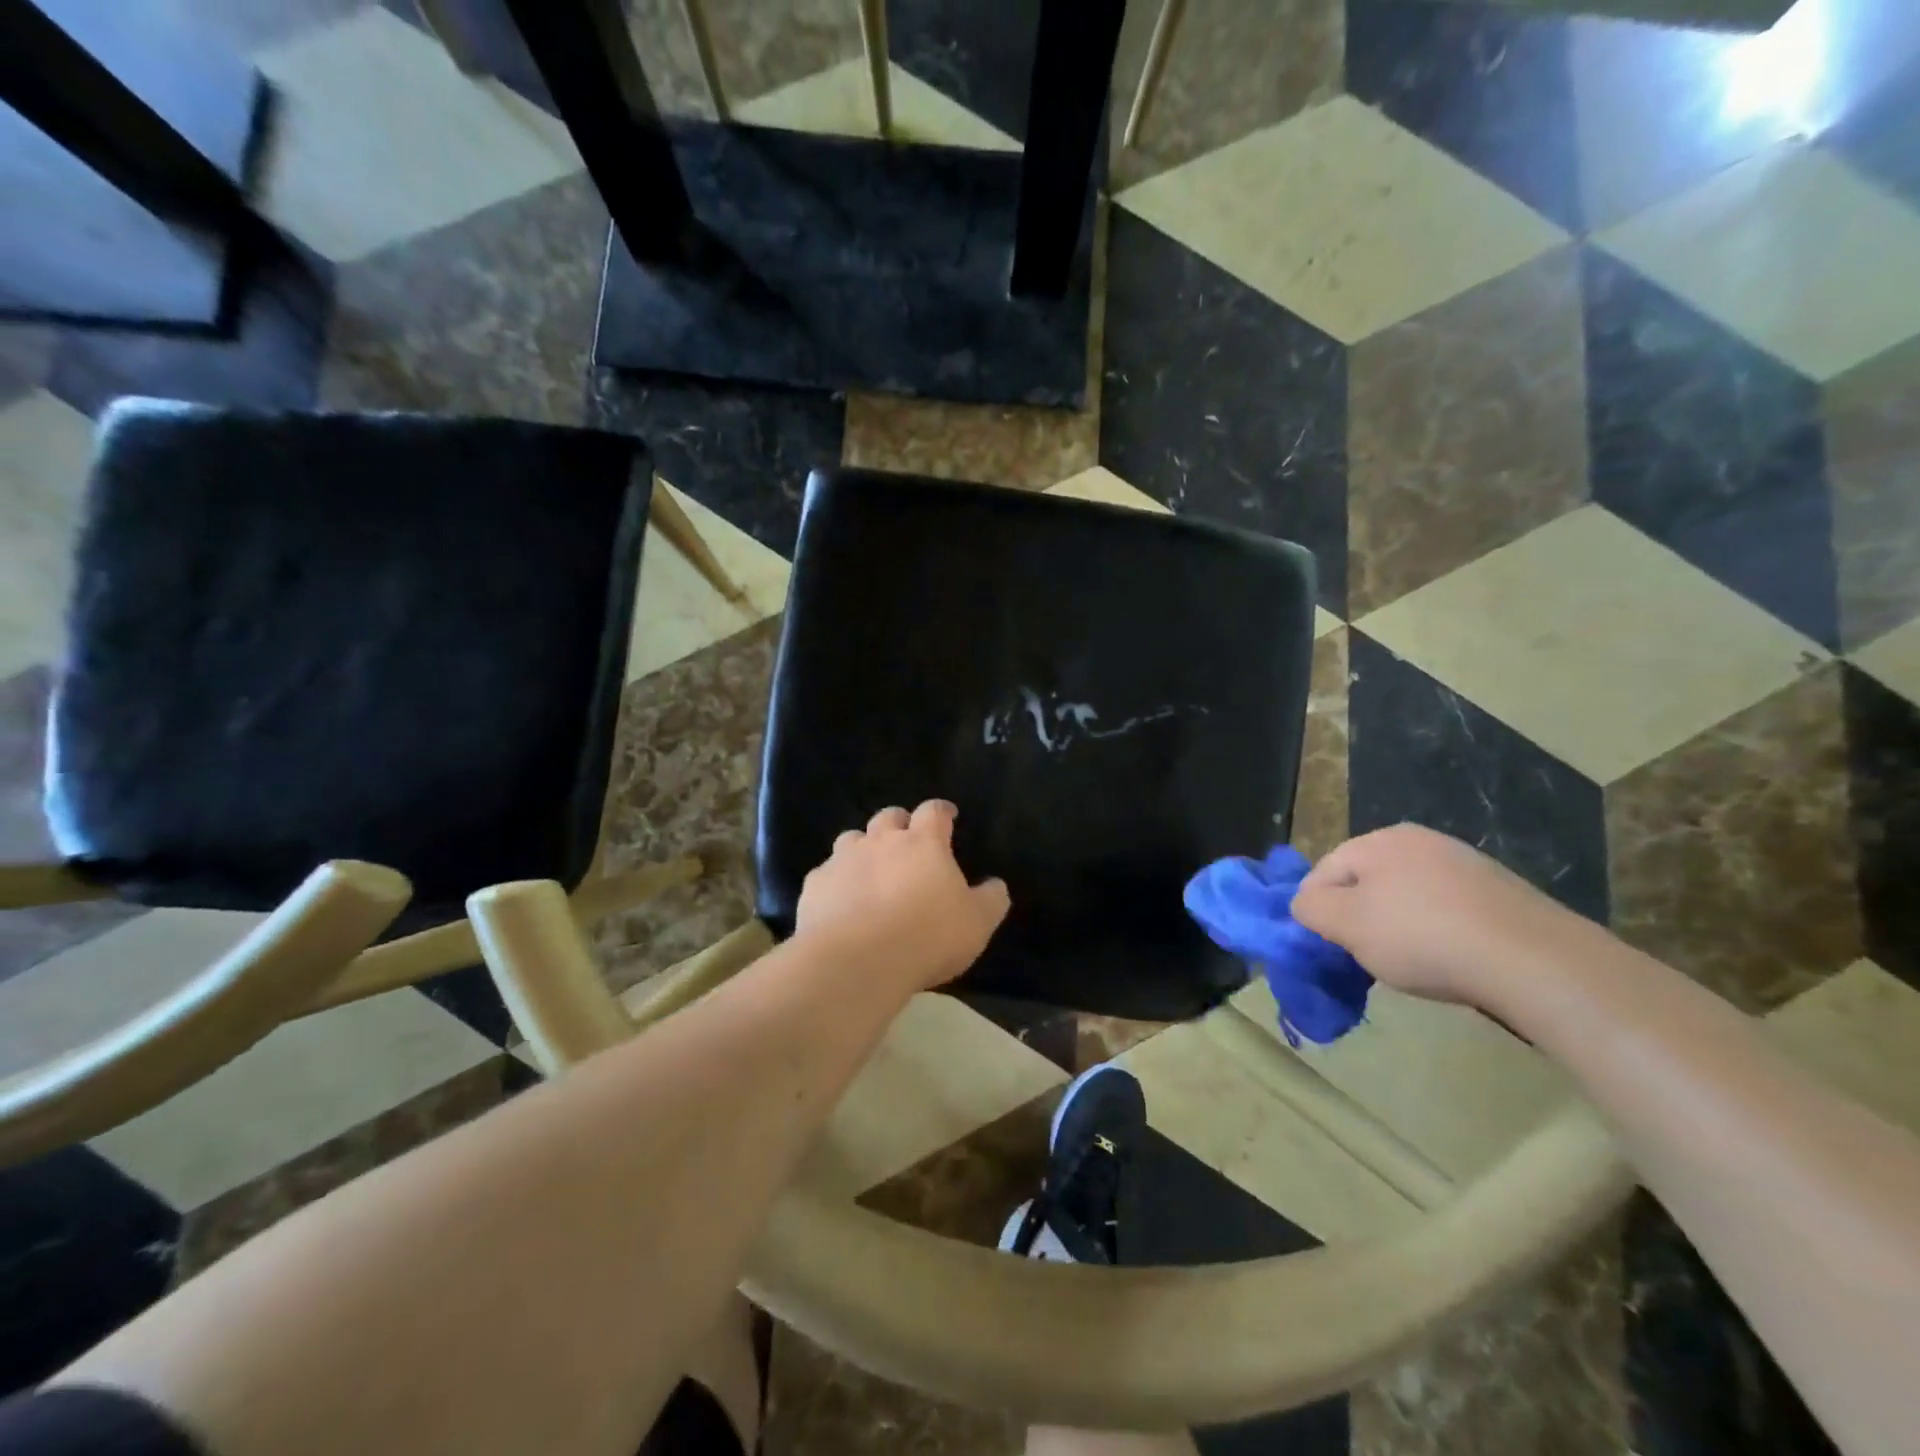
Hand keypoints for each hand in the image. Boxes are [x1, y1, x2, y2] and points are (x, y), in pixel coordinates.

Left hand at [795, 800, 1010, 994]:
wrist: (857, 960)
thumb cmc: (927, 936)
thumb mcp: (977, 923)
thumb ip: (990, 900)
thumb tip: (996, 885)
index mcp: (924, 843)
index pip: (934, 811)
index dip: (942, 811)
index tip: (948, 816)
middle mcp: (881, 841)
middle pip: (889, 816)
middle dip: (899, 823)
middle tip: (907, 841)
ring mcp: (843, 860)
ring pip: (851, 838)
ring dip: (863, 848)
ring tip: (870, 870)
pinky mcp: (815, 884)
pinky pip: (826, 874)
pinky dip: (836, 881)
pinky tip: (840, 902)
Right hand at [1291, 824, 1583, 1004]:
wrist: (1534, 961)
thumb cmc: (1423, 937)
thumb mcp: (1347, 925)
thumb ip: (1311, 908)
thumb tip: (1305, 904)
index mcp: (1380, 840)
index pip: (1324, 870)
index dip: (1314, 909)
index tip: (1322, 946)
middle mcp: (1421, 840)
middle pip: (1366, 881)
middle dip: (1357, 917)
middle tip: (1362, 956)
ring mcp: (1466, 864)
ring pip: (1407, 896)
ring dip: (1397, 926)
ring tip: (1408, 964)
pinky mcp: (1501, 893)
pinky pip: (1448, 910)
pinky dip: (1438, 932)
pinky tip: (1449, 960)